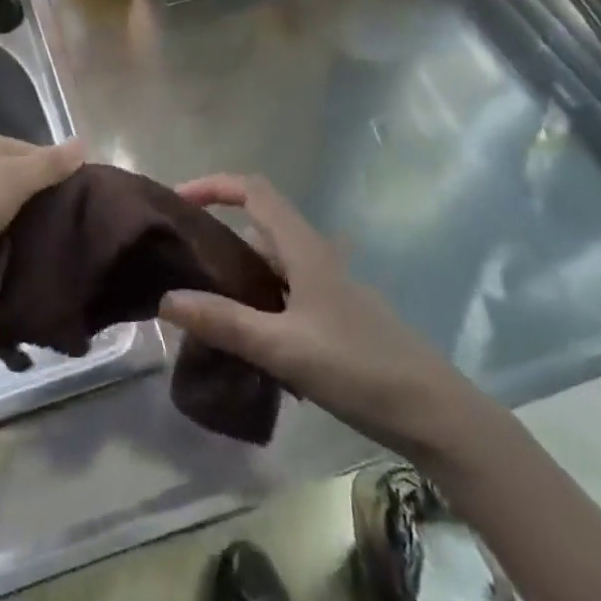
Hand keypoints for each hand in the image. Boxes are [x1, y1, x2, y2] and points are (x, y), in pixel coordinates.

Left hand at [0, 133, 82, 331]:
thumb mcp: (9, 176)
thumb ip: (48, 164)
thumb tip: (84, 142)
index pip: (39, 156)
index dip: (67, 173)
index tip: (100, 196)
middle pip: (32, 195)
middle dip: (58, 212)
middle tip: (99, 233)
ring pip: (23, 231)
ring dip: (44, 244)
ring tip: (87, 260)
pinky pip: (10, 262)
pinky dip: (27, 269)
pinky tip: (59, 279)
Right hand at [159, 175, 490, 460]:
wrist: (434, 414)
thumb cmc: (359, 368)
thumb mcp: (283, 347)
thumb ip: (224, 322)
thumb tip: (166, 298)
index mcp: (304, 249)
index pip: (254, 191)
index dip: (213, 185)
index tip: (176, 202)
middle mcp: (313, 258)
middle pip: (257, 227)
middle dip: (215, 237)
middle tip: (176, 265)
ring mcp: (326, 289)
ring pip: (268, 267)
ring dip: (234, 278)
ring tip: (198, 309)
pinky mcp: (332, 318)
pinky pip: (281, 297)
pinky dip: (254, 306)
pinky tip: (241, 343)